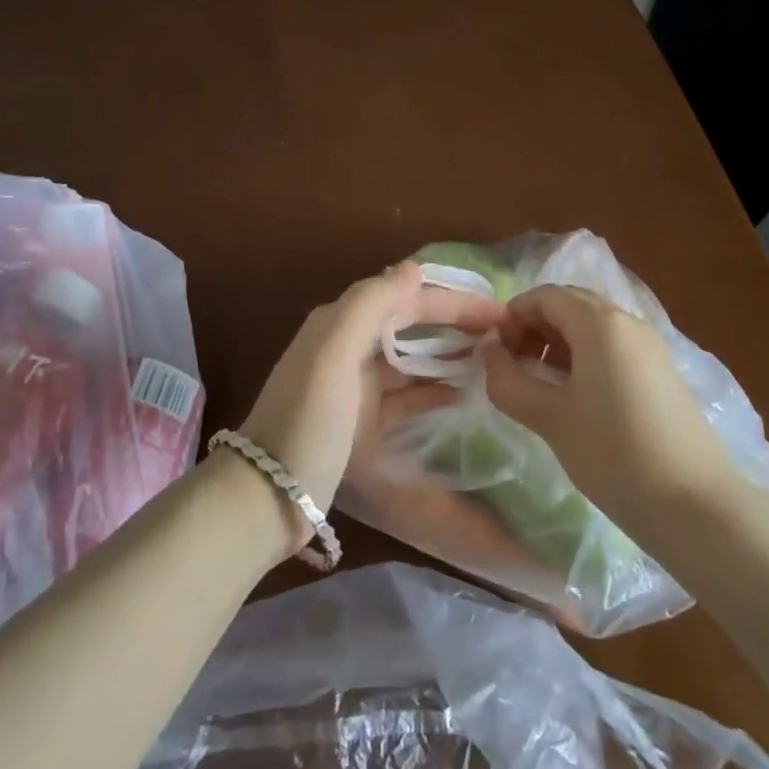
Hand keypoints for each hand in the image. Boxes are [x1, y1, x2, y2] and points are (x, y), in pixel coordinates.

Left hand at [239, 263, 503, 542]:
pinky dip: (432, 390)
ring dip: (448, 355)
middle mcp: (346, 345)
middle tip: (504, 336)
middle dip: (455, 324)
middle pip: (411, 324)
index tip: (500, 314)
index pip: (407, 298)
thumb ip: (370, 305)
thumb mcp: (334, 355)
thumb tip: (414, 269)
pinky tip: (463, 397)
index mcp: (340, 322)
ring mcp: (352, 385)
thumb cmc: (307, 421)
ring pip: (410, 358)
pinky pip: (404, 394)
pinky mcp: (358, 420)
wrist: (265, 498)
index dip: (454, 301)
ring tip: (493, 362)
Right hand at [481, 285, 749, 531]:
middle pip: (570, 305)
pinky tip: (576, 399)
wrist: (697, 507)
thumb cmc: (614, 454)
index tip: (495, 353)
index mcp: (600, 323)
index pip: (545, 296)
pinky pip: (613, 348)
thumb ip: (509, 381)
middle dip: (535, 328)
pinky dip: (585, 358)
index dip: (513, 316)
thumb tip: (489, 354)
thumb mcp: (550, 418)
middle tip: (514, 366)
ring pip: (592, 327)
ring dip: (558, 344)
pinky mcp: (662, 373)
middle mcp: (628, 322)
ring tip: (540, 385)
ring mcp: (650, 347)